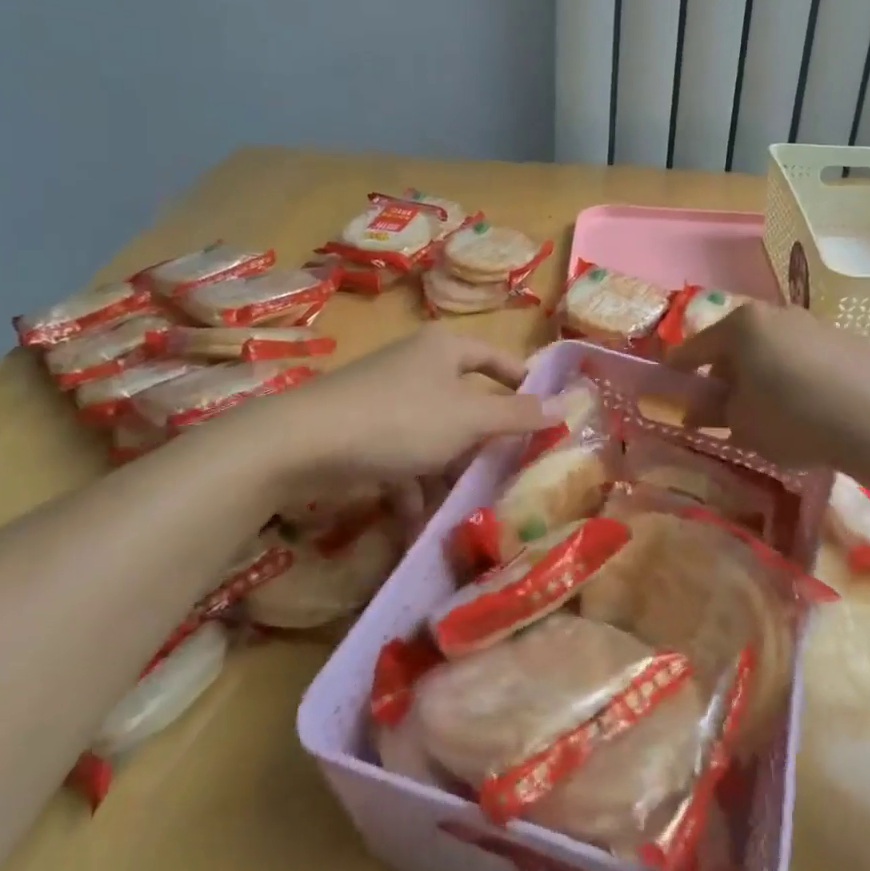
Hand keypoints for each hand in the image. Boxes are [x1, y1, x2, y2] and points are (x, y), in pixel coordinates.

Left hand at [213, 328, 551, 488]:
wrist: (304, 443)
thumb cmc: (401, 419)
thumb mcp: (469, 419)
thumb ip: (517, 416)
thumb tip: (565, 404)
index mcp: (445, 349)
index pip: (496, 358)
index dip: (520, 382)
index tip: (542, 411)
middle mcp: (418, 366)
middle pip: (465, 401)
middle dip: (482, 442)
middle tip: (507, 471)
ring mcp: (387, 398)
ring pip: (434, 435)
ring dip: (447, 472)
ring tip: (462, 507)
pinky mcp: (363, 431)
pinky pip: (401, 456)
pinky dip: (412, 485)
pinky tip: (416, 520)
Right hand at [665, 304, 869, 469]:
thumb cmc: (792, 419)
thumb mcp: (741, 424)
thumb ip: (712, 411)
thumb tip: (695, 410)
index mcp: (743, 326)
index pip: (697, 346)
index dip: (680, 367)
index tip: (670, 380)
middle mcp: (777, 313)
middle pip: (738, 341)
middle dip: (726, 369)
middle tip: (723, 401)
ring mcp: (816, 323)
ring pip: (776, 345)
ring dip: (764, 369)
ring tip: (769, 405)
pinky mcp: (848, 341)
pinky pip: (809, 356)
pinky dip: (799, 373)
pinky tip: (809, 404)